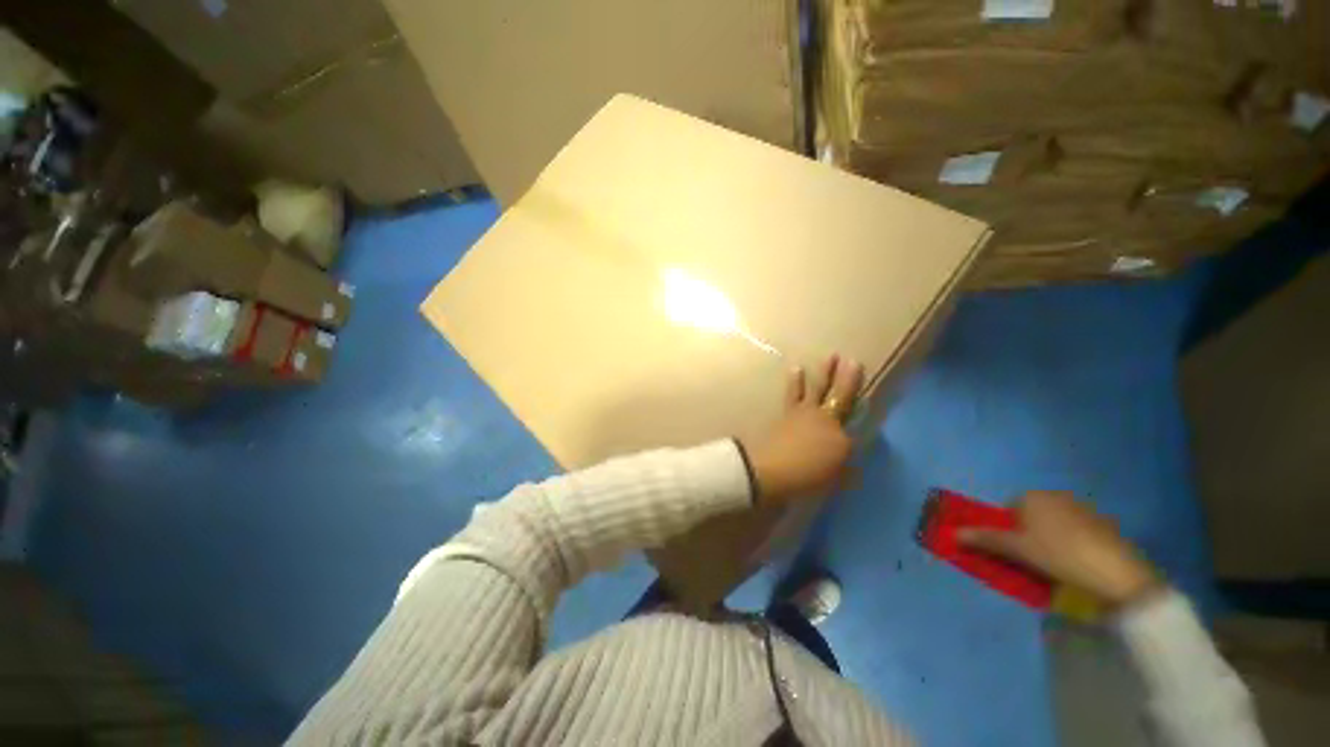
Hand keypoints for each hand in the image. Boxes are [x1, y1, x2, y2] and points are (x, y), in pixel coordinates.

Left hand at [742, 355, 864, 504]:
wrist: (771, 470)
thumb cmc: (807, 478)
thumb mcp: (835, 480)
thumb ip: (845, 470)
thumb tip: (850, 464)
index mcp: (841, 438)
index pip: (855, 428)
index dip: (860, 416)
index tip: (865, 405)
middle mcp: (825, 420)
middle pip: (840, 396)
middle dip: (848, 378)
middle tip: (853, 360)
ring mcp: (804, 413)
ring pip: (816, 388)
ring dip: (823, 372)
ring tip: (828, 357)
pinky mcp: (786, 412)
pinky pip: (792, 393)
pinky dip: (795, 381)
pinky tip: (795, 368)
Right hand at [958, 491, 1161, 608]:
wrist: (1116, 573)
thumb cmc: (1058, 554)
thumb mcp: (1017, 549)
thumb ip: (985, 539)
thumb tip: (952, 533)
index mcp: (1033, 496)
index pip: (1009, 509)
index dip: (1008, 531)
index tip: (1015, 551)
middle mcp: (1056, 496)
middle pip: (1031, 516)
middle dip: (1029, 536)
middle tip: (1033, 560)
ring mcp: (1083, 509)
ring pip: (1055, 525)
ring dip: (1051, 541)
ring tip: (1056, 566)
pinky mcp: (1103, 525)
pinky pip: (1076, 532)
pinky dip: (1072, 545)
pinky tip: (1077, 564)